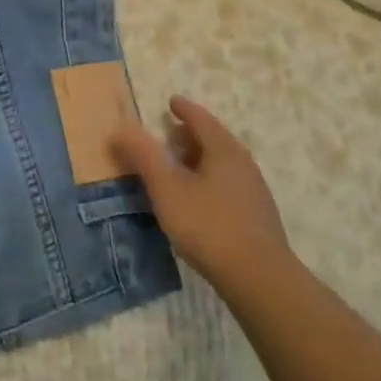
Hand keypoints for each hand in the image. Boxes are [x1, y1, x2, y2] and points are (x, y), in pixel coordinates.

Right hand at [112, 96, 290, 283]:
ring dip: (200, 158)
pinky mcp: (256, 216)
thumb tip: (120, 129)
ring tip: (179, 165)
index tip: (171, 102)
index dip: (184, 109)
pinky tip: (198, 198)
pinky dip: (209, 178)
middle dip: (191, 134)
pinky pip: (228, 183)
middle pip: (215, 139)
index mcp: (223, 150)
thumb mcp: (167, 189)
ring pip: (223, 163)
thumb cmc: (208, 225)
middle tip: (169, 133)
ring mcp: (253, 191)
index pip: (201, 119)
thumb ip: (143, 156)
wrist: (260, 279)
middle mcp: (243, 164)